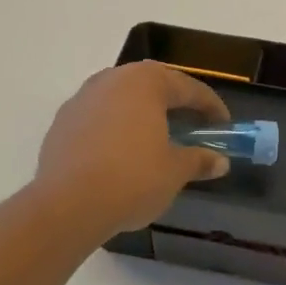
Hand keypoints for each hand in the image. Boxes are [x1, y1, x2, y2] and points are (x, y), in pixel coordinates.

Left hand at [36, 62, 230, 237]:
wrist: (67, 205)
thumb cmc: (132, 179)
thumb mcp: (174, 171)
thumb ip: (198, 160)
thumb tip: (220, 161)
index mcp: (145, 82)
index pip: (187, 87)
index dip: (210, 106)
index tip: (223, 125)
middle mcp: (111, 80)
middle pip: (152, 85)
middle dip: (174, 103)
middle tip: (192, 125)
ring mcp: (82, 99)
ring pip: (121, 99)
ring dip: (142, 113)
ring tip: (156, 137)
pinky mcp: (62, 122)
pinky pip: (99, 117)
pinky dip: (116, 128)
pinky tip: (122, 152)